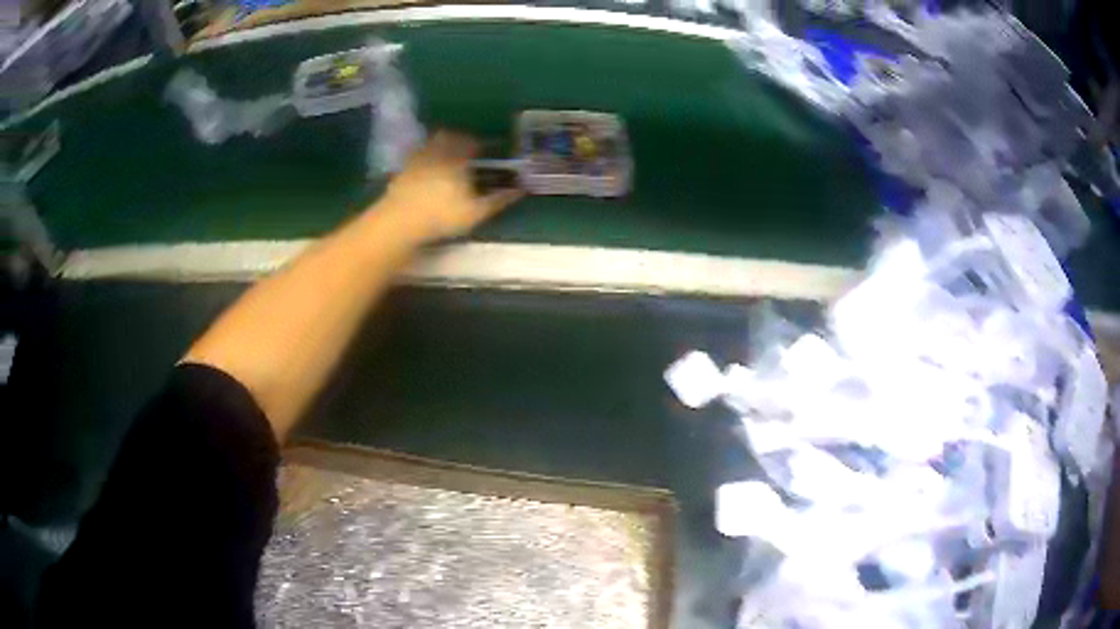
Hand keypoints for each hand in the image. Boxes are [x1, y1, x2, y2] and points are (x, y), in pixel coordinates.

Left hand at [378, 131, 523, 243]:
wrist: (400, 222)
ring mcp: (417, 159)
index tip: (488, 147)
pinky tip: (424, 167)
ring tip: (446, 155)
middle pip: (449, 137)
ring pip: (431, 144)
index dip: (481, 143)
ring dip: (439, 145)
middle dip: (459, 139)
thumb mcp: (476, 212)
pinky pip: (414, 156)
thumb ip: (498, 200)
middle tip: (465, 147)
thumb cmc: (442, 216)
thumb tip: (520, 190)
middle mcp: (438, 152)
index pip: (472, 142)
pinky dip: (422, 157)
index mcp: (458, 158)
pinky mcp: (401, 170)